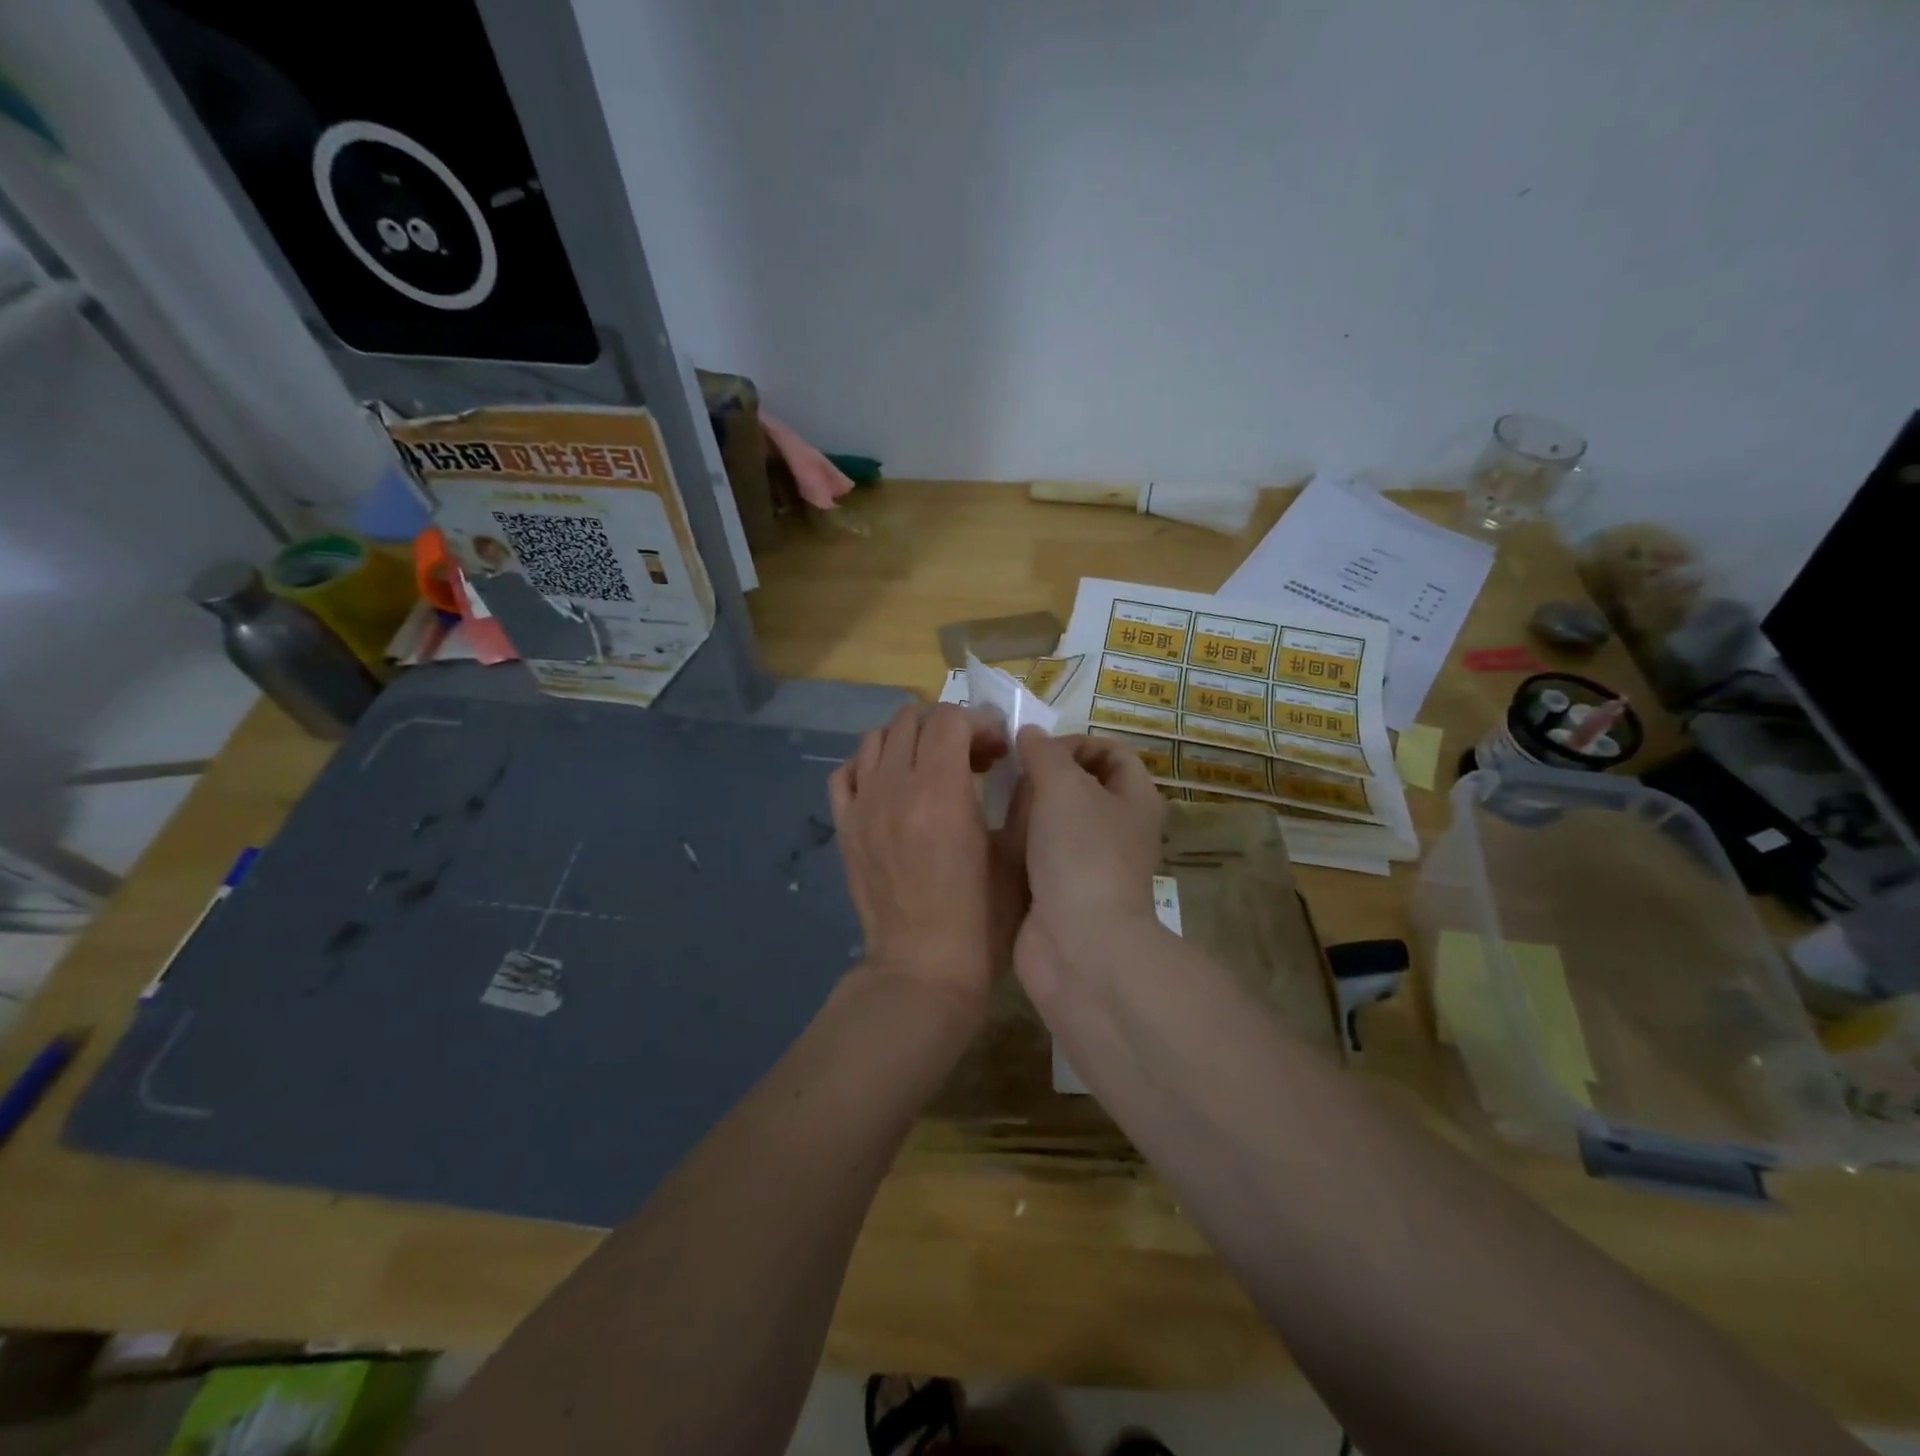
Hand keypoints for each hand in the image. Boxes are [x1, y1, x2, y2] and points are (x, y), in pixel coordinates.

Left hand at [829, 703, 1009, 1008]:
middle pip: (911, 719)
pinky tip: (893, 785)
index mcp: (940, 793)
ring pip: (876, 738)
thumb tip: (1029, 763)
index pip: (949, 719)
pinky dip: (871, 764)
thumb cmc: (981, 923)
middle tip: (973, 757)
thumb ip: (1026, 802)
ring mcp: (863, 806)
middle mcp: (894, 789)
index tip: (999, 749)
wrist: (922, 972)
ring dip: (910, 739)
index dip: (980, 722)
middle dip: (948, 725)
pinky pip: (847, 772)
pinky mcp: (844, 828)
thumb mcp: (1018, 861)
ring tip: (933, 766)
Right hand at [1003, 730, 1166, 1002]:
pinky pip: (1035, 853)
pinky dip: (1016, 844)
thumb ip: (1044, 752)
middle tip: (1010, 777)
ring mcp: (1086, 862)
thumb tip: (1029, 734)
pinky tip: (991, 837)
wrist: (1078, 944)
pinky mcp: (1058, 890)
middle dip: (1042, 776)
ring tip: (995, 804)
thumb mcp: (1064, 785)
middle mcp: (1116, 828)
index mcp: (1134, 799)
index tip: (1037, 750)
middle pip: (1077, 785)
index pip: (1111, 752)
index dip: (1076, 741)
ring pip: (1051, 820)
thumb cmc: (1081, 853)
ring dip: (1025, 810)